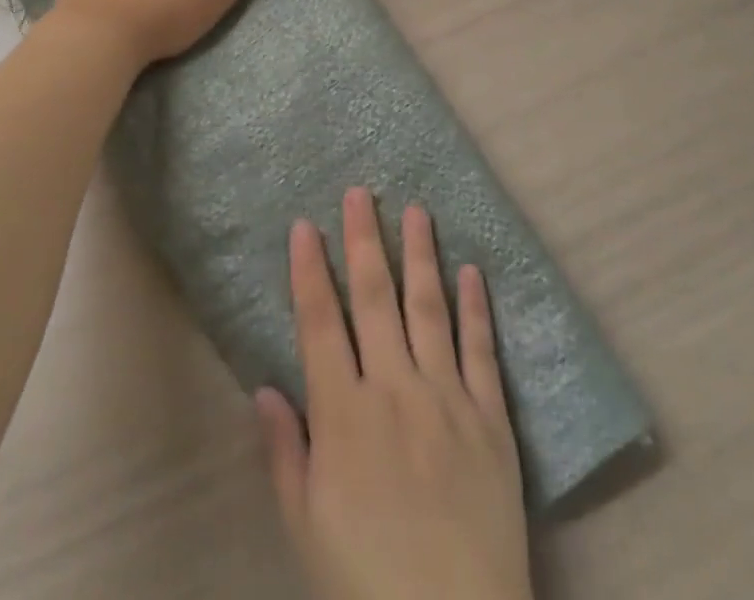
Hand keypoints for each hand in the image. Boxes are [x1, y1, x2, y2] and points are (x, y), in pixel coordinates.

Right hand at [258, 191, 532, 599]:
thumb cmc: (365, 581)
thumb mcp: (305, 527)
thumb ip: (285, 452)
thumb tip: (262, 386)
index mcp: (344, 414)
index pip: (320, 323)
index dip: (310, 270)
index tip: (305, 224)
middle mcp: (394, 389)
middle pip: (374, 299)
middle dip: (364, 240)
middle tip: (360, 192)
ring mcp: (447, 398)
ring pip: (428, 308)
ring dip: (420, 255)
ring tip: (415, 210)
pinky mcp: (491, 418)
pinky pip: (481, 350)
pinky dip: (476, 307)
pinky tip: (471, 270)